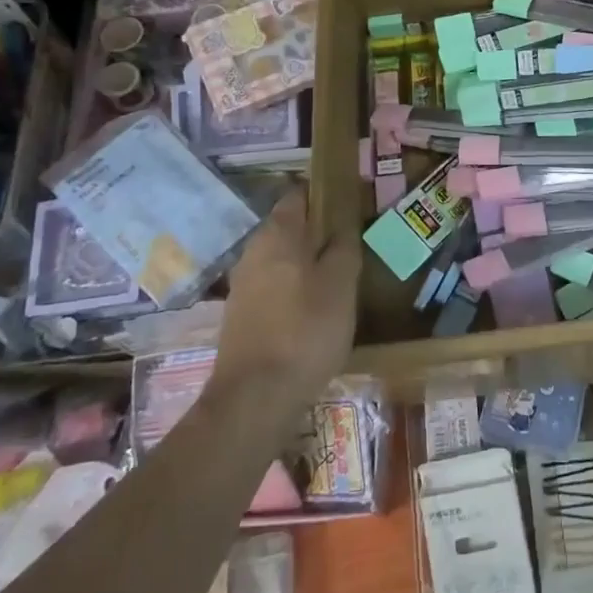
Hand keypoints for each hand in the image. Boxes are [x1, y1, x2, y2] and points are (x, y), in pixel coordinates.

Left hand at [212, 189, 359, 404]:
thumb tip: (344, 222)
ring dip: (306, 262)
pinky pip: (274, 286)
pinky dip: (294, 288)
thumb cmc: (306, 330)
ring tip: (338, 278)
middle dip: (318, 231)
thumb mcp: (341, 283)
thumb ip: (344, 246)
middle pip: (290, 227)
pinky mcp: (240, 316)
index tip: (351, 203)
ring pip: (281, 259)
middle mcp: (253, 251)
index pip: (300, 194)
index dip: (326, 193)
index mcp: (277, 234)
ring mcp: (243, 285)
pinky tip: (314, 309)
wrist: (255, 399)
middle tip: (352, 244)